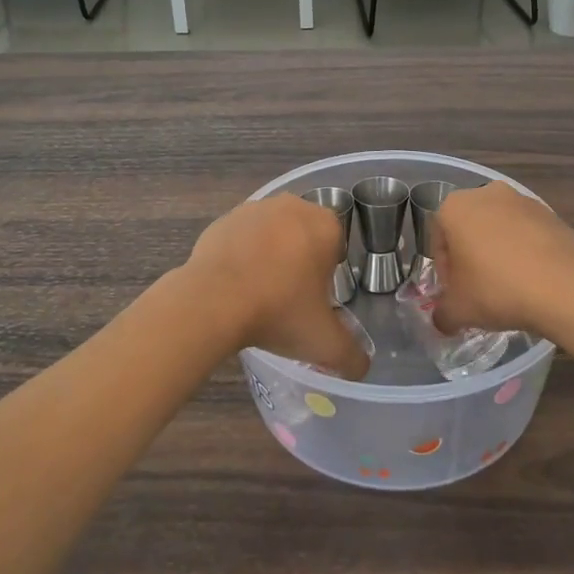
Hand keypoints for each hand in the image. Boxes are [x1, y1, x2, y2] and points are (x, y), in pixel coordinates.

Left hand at [182, 196, 369, 378]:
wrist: (212, 302)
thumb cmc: (278, 311)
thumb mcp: (324, 343)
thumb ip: (351, 356)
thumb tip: (361, 367)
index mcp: (325, 225)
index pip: (336, 247)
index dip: (326, 276)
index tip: (313, 300)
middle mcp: (293, 206)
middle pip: (304, 237)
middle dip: (299, 262)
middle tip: (288, 299)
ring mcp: (254, 209)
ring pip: (272, 235)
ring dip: (270, 256)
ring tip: (258, 294)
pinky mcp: (223, 220)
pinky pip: (241, 238)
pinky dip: (241, 256)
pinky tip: (234, 285)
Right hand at [431, 182, 573, 342]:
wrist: (562, 286)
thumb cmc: (496, 289)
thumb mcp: (458, 310)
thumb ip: (442, 314)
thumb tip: (443, 321)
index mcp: (455, 207)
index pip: (439, 239)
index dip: (445, 270)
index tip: (457, 293)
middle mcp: (486, 194)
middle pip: (469, 229)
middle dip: (471, 257)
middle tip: (479, 290)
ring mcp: (522, 200)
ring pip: (500, 229)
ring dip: (499, 252)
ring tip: (510, 286)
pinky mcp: (550, 213)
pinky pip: (528, 234)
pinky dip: (526, 251)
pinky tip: (533, 279)